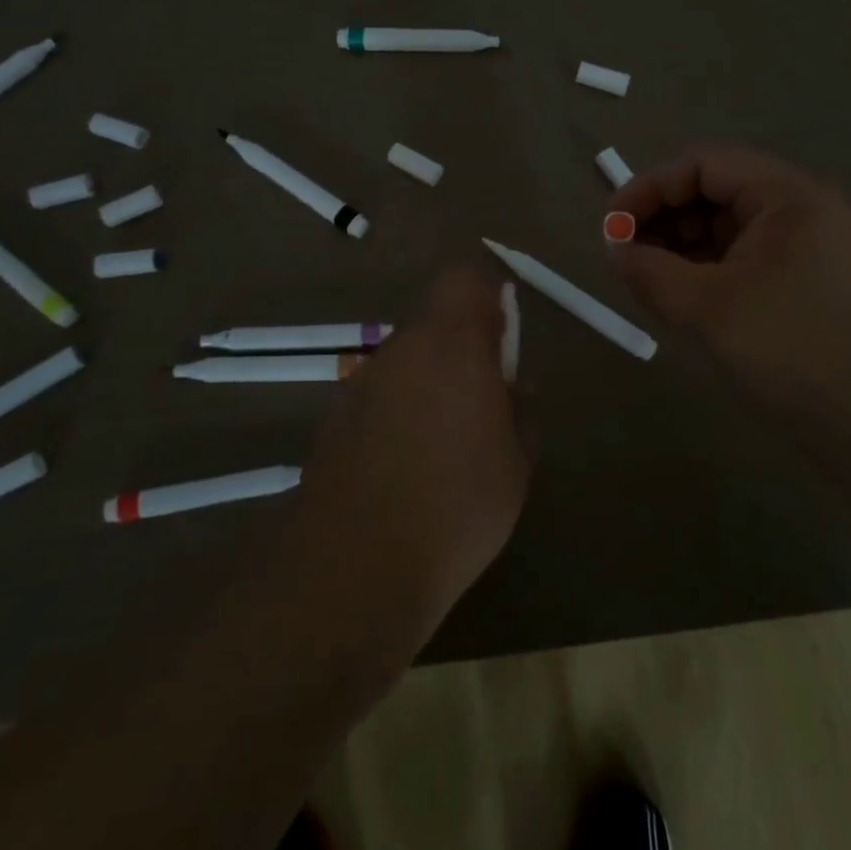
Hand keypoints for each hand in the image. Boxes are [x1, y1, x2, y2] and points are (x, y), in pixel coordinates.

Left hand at [293, 266, 526, 639]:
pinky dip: (398, 415)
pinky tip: (406, 470)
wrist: (357, 569)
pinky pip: (380, 398)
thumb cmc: (457, 508)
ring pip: (406, 363)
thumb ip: (516, 408)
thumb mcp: (515, 461)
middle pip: (434, 325)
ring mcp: (360, 385)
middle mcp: (399, 351)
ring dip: (429, 385)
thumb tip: (509, 387)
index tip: (503, 337)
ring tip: (446, 448)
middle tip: (485, 404)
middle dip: (462, 351)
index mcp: (449, 345)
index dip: (488, 297)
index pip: (464, 280)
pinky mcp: (334, 420)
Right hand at [608, 145, 850, 431]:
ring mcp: (811, 246)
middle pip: (717, 190)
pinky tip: (684, 297)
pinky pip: (747, 257)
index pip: (704, 164)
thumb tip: (613, 249)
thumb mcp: (708, 309)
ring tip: (648, 281)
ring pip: (729, 227)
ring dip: (682, 246)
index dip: (650, 188)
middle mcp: (804, 209)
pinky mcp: (809, 281)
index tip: (611, 228)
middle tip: (626, 258)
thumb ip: (650, 271)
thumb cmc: (794, 353)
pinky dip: (708, 269)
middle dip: (664, 218)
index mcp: (789, 196)